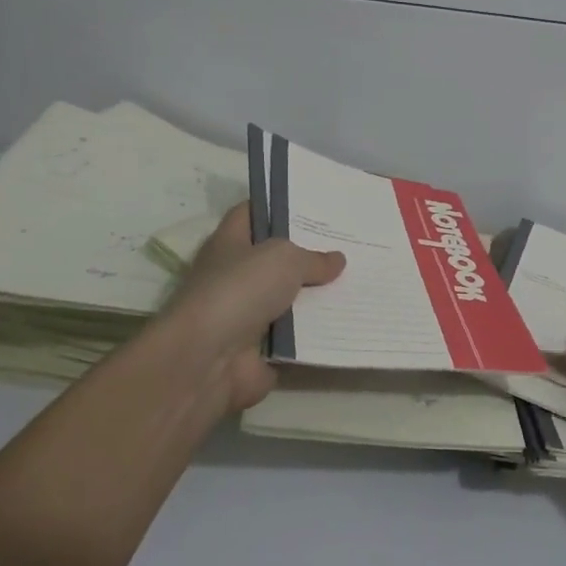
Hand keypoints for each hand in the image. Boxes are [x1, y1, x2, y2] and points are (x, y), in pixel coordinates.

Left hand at [149, 205, 344, 414]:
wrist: (206, 361)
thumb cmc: (239, 291)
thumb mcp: (284, 259)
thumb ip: (313, 258)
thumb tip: (336, 260)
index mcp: (229, 244)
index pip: (250, 214)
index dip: (277, 206)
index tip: (313, 204)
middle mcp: (233, 277)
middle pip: (274, 259)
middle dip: (308, 254)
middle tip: (348, 244)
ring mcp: (245, 317)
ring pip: (288, 300)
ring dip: (317, 297)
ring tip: (358, 282)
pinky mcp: (258, 351)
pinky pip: (296, 338)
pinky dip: (318, 334)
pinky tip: (349, 322)